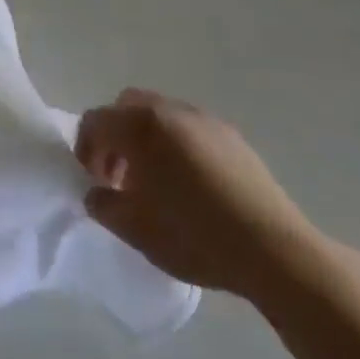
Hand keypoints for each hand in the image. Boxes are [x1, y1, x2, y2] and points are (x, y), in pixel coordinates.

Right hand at [76, 89, 336, 305]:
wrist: (273, 250)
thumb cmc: (195, 236)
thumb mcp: (134, 229)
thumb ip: (103, 204)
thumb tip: (98, 193)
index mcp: (140, 126)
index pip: (95, 122)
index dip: (86, 150)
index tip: (95, 184)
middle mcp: (169, 110)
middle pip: (126, 107)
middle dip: (115, 137)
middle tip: (120, 178)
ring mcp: (204, 119)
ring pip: (159, 115)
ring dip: (146, 140)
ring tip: (156, 184)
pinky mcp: (231, 135)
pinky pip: (189, 128)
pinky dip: (176, 145)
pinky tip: (190, 186)